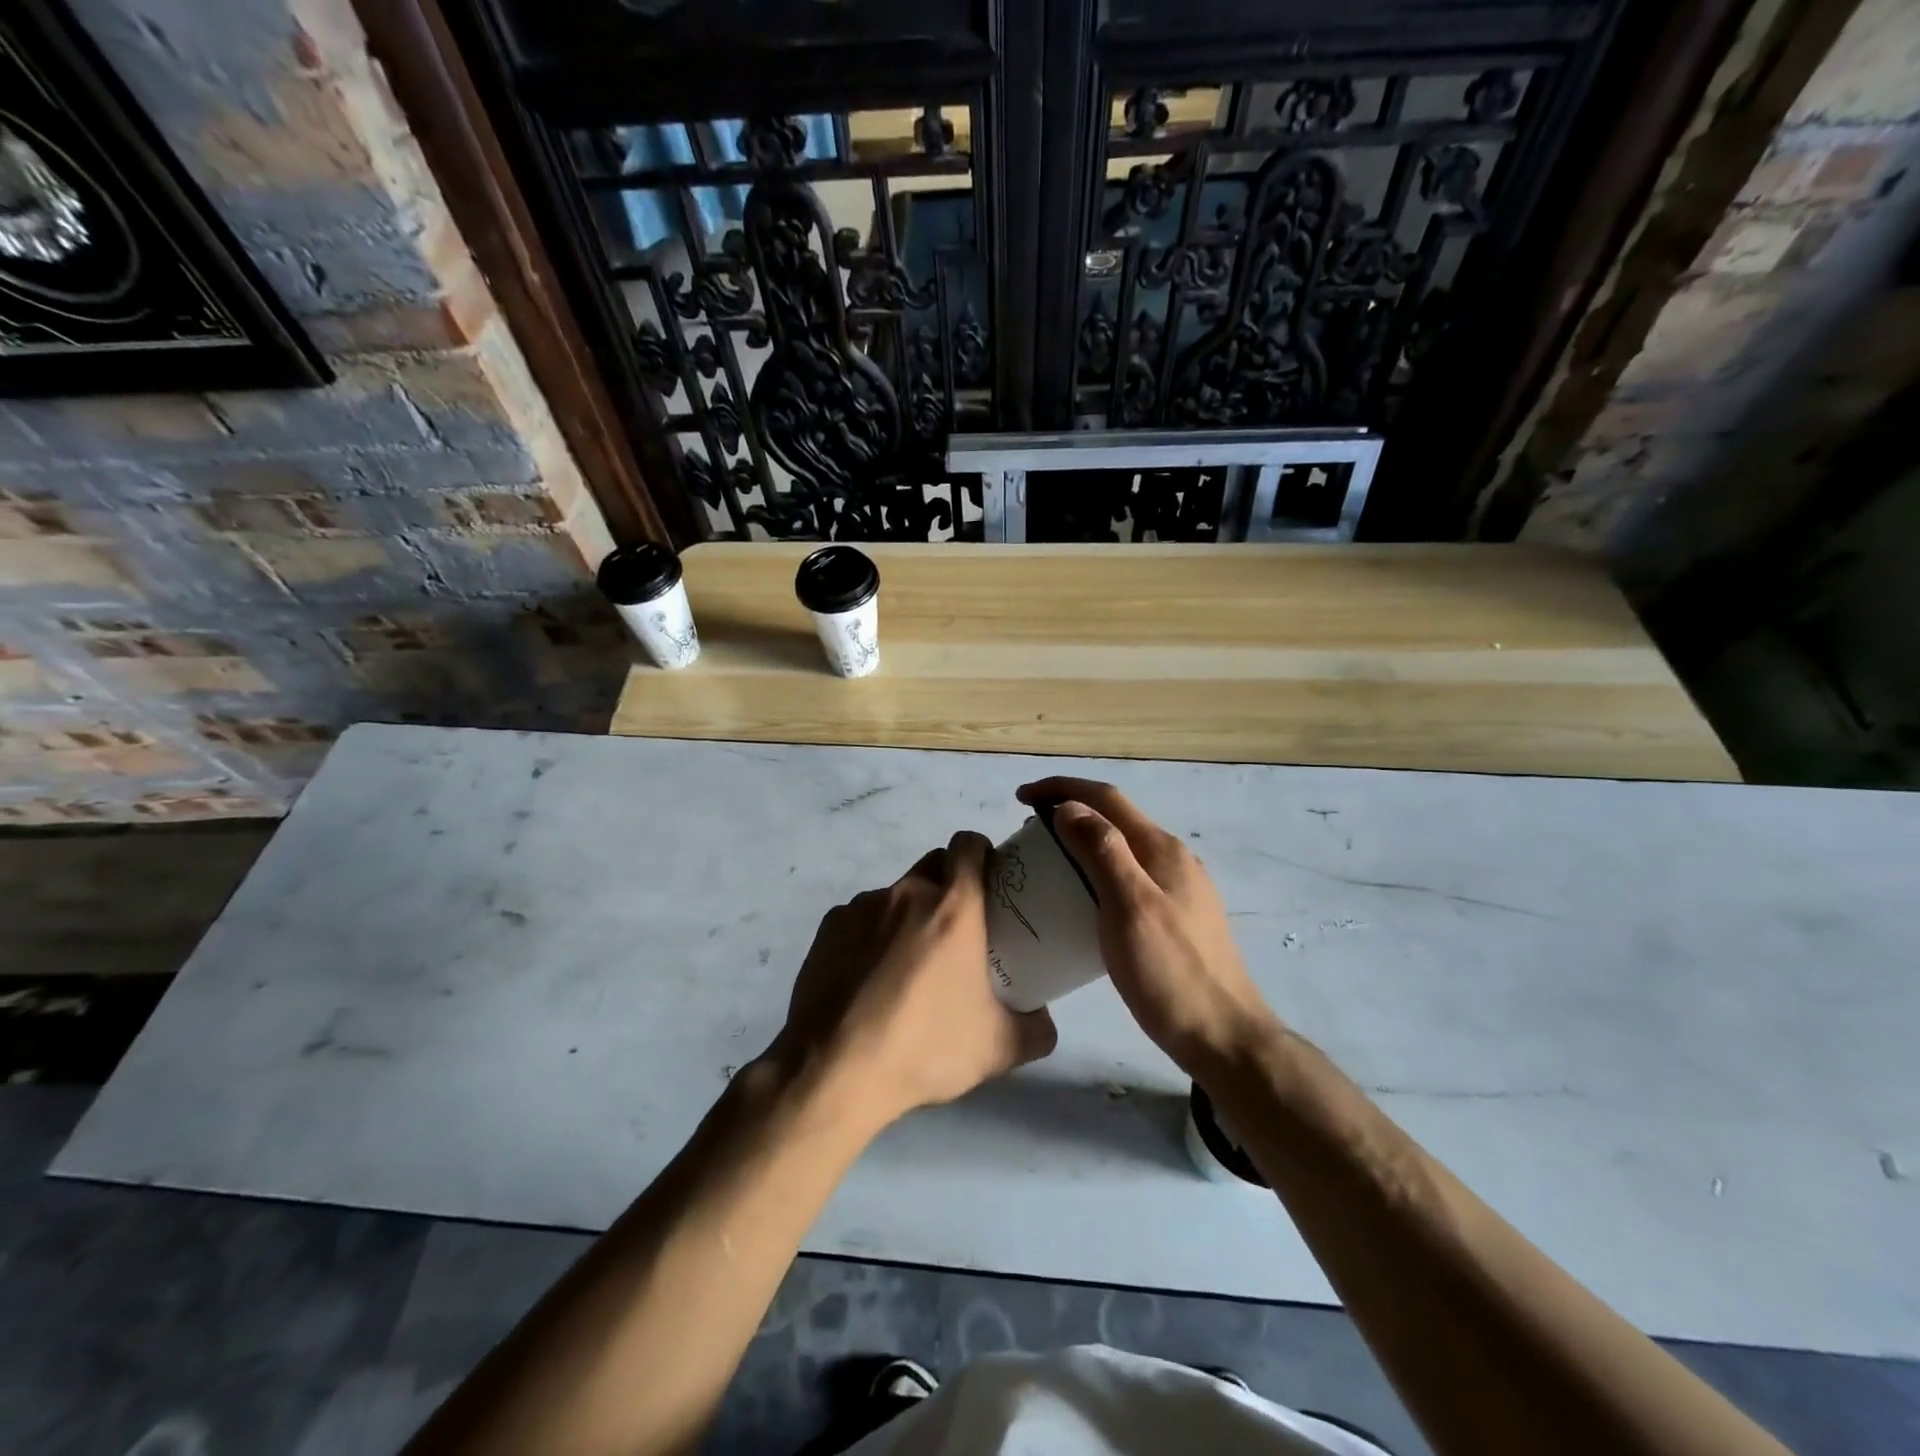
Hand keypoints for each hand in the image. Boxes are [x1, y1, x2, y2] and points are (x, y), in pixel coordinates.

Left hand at [772, 831, 1056, 1131]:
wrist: (834, 1071)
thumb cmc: (924, 1048)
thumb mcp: (999, 1049)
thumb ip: (1036, 1028)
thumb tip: (1043, 1018)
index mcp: (953, 906)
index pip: (969, 843)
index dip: (982, 853)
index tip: (990, 882)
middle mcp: (907, 893)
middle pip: (934, 864)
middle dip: (949, 883)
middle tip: (957, 930)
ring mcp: (862, 906)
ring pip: (896, 894)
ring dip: (909, 915)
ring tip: (907, 967)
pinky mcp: (828, 927)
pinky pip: (861, 918)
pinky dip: (872, 936)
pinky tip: (869, 980)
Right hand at [1019, 778, 1279, 1075]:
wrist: (1223, 1037)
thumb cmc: (1170, 973)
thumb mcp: (1129, 907)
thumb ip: (1103, 850)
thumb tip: (1070, 807)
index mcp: (1162, 849)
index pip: (1107, 798)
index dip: (1062, 788)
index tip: (1021, 797)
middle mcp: (1173, 858)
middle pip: (1116, 817)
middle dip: (1071, 810)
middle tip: (1030, 829)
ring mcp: (1179, 888)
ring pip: (1123, 847)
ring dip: (1084, 840)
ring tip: (1049, 858)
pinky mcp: (1177, 915)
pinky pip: (1130, 875)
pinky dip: (1098, 870)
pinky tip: (1084, 897)